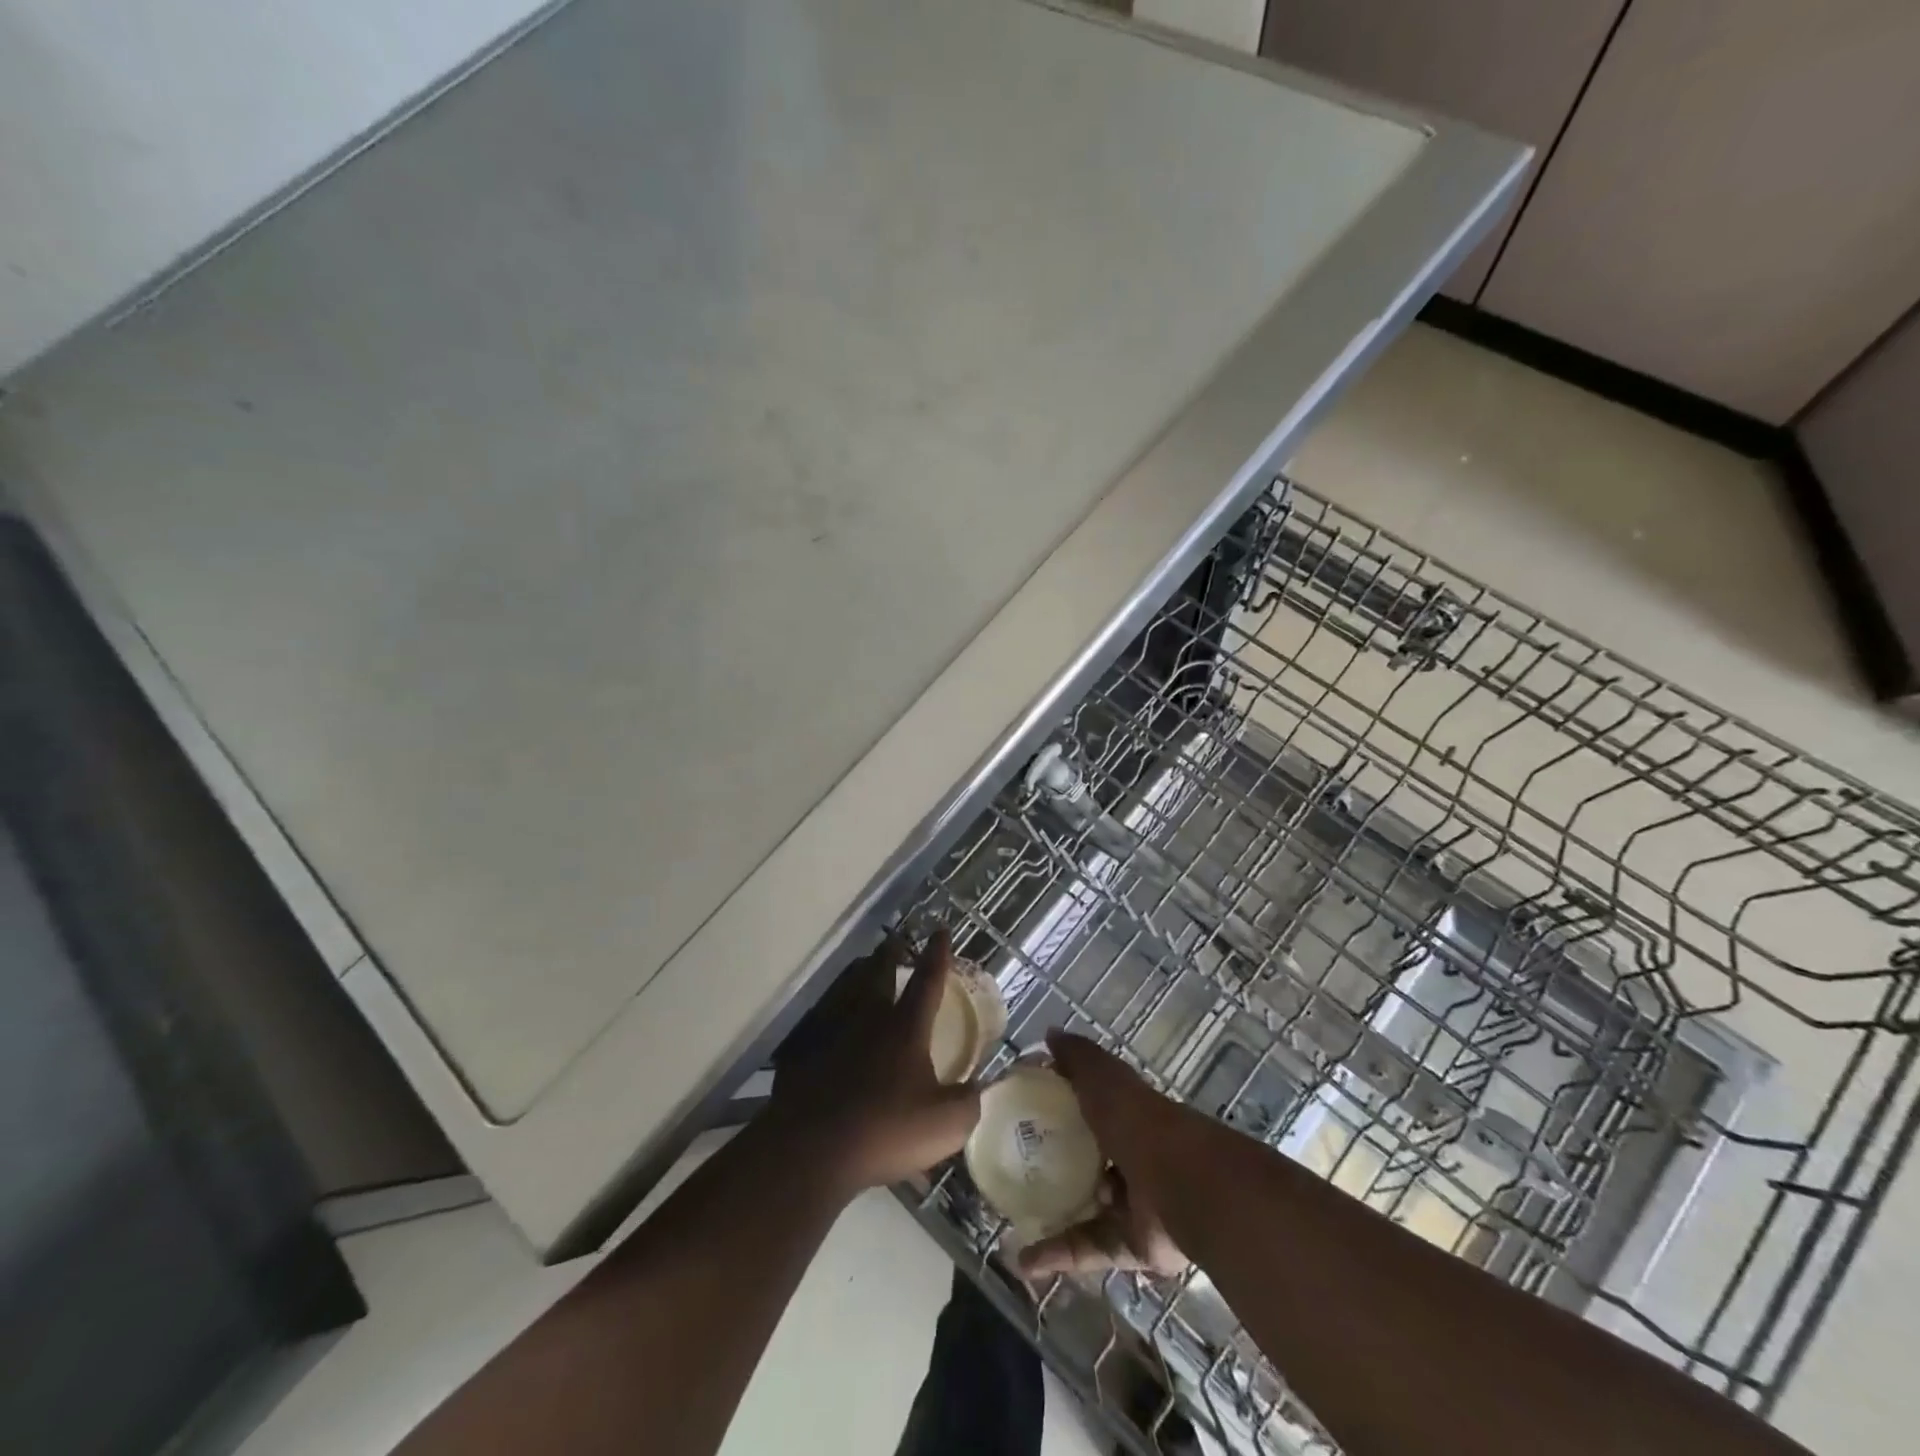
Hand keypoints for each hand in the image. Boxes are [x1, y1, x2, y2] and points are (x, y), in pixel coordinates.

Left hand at [770, 929, 980, 1196]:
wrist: (814, 1151)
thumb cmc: (887, 1130)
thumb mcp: (945, 1124)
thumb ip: (969, 1102)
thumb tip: (981, 1087)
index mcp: (905, 1029)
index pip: (926, 982)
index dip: (937, 956)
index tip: (939, 930)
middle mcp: (868, 1022)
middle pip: (879, 976)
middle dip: (889, 955)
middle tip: (893, 941)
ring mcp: (833, 1038)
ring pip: (847, 995)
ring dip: (858, 978)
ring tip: (863, 970)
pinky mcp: (806, 1060)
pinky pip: (821, 1029)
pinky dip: (829, 1020)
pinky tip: (829, 1028)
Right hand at [1018, 1030, 1190, 1279]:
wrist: (1185, 1187)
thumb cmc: (1138, 1122)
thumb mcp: (1104, 1079)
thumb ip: (1078, 1058)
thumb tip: (1049, 1034)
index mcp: (1123, 1115)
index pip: (1086, 1106)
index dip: (1056, 1106)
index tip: (1018, 1111)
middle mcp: (1127, 1157)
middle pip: (1084, 1158)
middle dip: (1050, 1163)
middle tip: (1007, 1168)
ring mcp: (1130, 1203)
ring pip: (1083, 1208)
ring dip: (1049, 1213)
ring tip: (1006, 1218)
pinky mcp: (1129, 1245)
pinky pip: (1087, 1248)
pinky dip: (1056, 1256)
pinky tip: (1023, 1261)